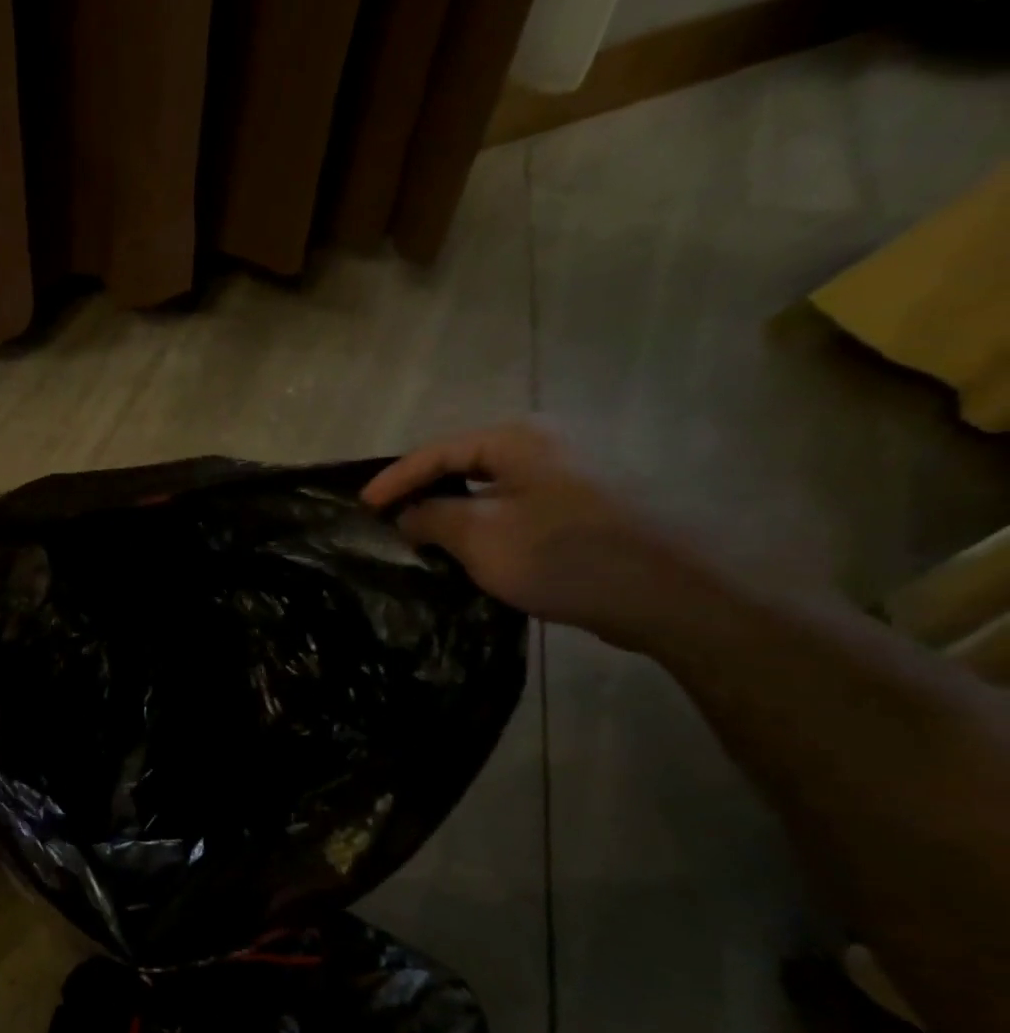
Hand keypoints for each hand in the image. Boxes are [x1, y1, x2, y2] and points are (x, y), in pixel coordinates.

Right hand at [363, 420, 700, 647]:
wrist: (669, 592)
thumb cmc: (564, 553)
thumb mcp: (480, 536)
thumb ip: (433, 517)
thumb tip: (409, 514)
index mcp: (518, 440)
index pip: (437, 452)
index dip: (395, 479)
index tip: (362, 506)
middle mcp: (545, 446)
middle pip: (464, 464)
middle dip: (422, 491)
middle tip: (388, 517)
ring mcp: (570, 476)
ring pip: (490, 488)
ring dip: (452, 510)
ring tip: (419, 535)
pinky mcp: (584, 508)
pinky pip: (515, 507)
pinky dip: (483, 523)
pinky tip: (469, 549)